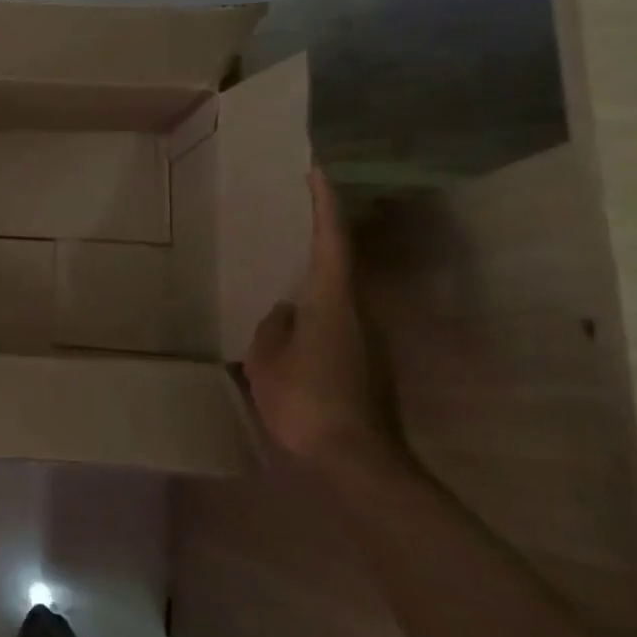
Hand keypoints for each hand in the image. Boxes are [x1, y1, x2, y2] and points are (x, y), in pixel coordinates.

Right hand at [243, 167, 404, 475]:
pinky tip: (295, 333)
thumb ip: (273, 328)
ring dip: (316, 284)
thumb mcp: (267, 361)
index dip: (324, 204)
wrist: (357, 463)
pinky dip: (317, 317)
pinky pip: (337, 326)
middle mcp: (359, 314)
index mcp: (332, 302)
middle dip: (320, 240)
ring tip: (284, 280)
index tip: (317, 173)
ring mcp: (369, 343)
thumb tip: (285, 312)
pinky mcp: (369, 368)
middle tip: (294, 221)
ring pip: (338, 299)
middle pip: (340, 266)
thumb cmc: (306, 401)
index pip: (331, 240)